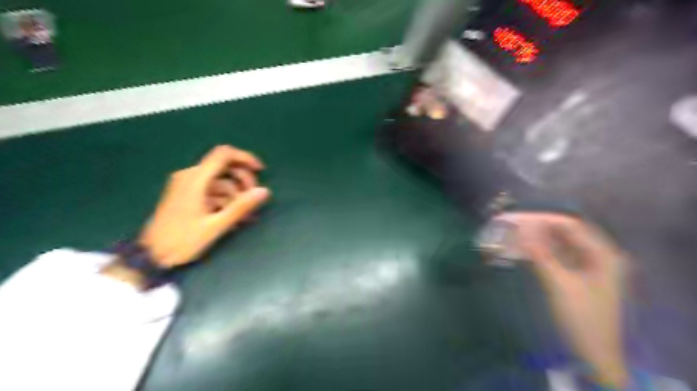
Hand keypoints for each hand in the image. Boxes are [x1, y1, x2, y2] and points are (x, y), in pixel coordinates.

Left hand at [138, 145, 267, 267]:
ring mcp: (187, 186)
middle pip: (224, 167)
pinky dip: (225, 199)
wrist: (150, 256)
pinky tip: (233, 216)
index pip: (223, 154)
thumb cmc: (182, 240)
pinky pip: (212, 190)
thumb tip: (265, 191)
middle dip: (243, 180)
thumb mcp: (215, 225)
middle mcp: (190, 176)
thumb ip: (241, 206)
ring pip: (220, 180)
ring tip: (245, 215)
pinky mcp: (187, 195)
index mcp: (195, 179)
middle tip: (253, 199)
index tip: (260, 171)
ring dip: (236, 194)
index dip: (245, 158)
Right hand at [495, 213, 631, 389]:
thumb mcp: (559, 284)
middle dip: (541, 228)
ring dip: (540, 239)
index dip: (544, 220)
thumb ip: (540, 255)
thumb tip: (521, 230)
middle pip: (567, 233)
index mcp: (603, 255)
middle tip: (515, 225)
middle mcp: (599, 256)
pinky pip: (559, 256)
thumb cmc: (581, 316)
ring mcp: (590, 266)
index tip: (519, 218)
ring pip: (561, 244)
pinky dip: (543, 252)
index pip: (571, 226)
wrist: (594, 352)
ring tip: (516, 235)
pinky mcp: (580, 275)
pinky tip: (526, 250)